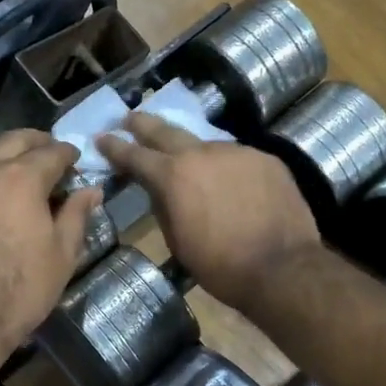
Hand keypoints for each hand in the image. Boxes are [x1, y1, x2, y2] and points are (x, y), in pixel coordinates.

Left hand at [0, 131, 103, 348]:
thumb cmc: (22, 287)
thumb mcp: (62, 253)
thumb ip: (77, 214)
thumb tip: (91, 190)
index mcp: (22, 177)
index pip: (52, 152)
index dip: (69, 154)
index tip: (78, 162)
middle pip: (15, 139)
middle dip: (38, 142)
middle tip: (53, 156)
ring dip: (6, 148)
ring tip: (19, 164)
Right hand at [97, 115, 320, 307]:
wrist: (283, 267)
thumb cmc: (221, 266)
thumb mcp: (178, 242)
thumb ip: (164, 207)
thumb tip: (162, 191)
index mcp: (173, 176)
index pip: (135, 155)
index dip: (114, 147)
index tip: (102, 138)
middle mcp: (202, 153)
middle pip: (166, 130)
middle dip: (144, 124)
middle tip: (129, 119)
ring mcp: (237, 152)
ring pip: (206, 145)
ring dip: (192, 151)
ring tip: (188, 161)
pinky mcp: (266, 159)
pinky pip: (236, 157)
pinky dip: (225, 167)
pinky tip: (230, 182)